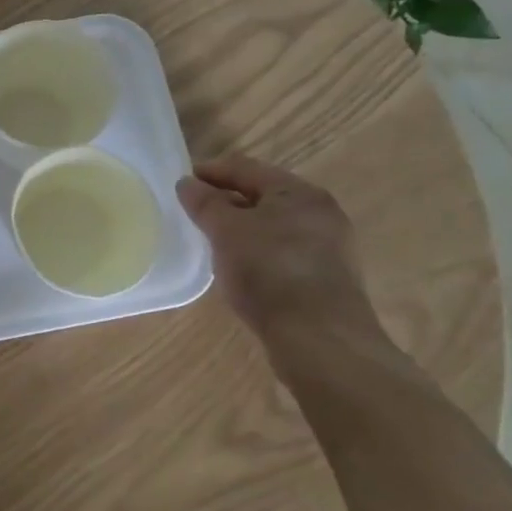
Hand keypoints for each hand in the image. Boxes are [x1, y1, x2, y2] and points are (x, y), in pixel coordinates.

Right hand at [176, 152, 375, 343]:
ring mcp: (329, 248)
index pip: (246, 168)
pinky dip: (259, 252)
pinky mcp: (328, 280)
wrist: (321, 342)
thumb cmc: (269, 272)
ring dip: (243, 228)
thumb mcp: (226, 231)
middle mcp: (320, 213)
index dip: (210, 172)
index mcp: (299, 192)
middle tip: (194, 212)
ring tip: (212, 241)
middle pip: (263, 195)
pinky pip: (284, 253)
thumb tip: (186, 183)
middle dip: (227, 201)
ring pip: (274, 226)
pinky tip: (241, 269)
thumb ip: (205, 203)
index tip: (181, 184)